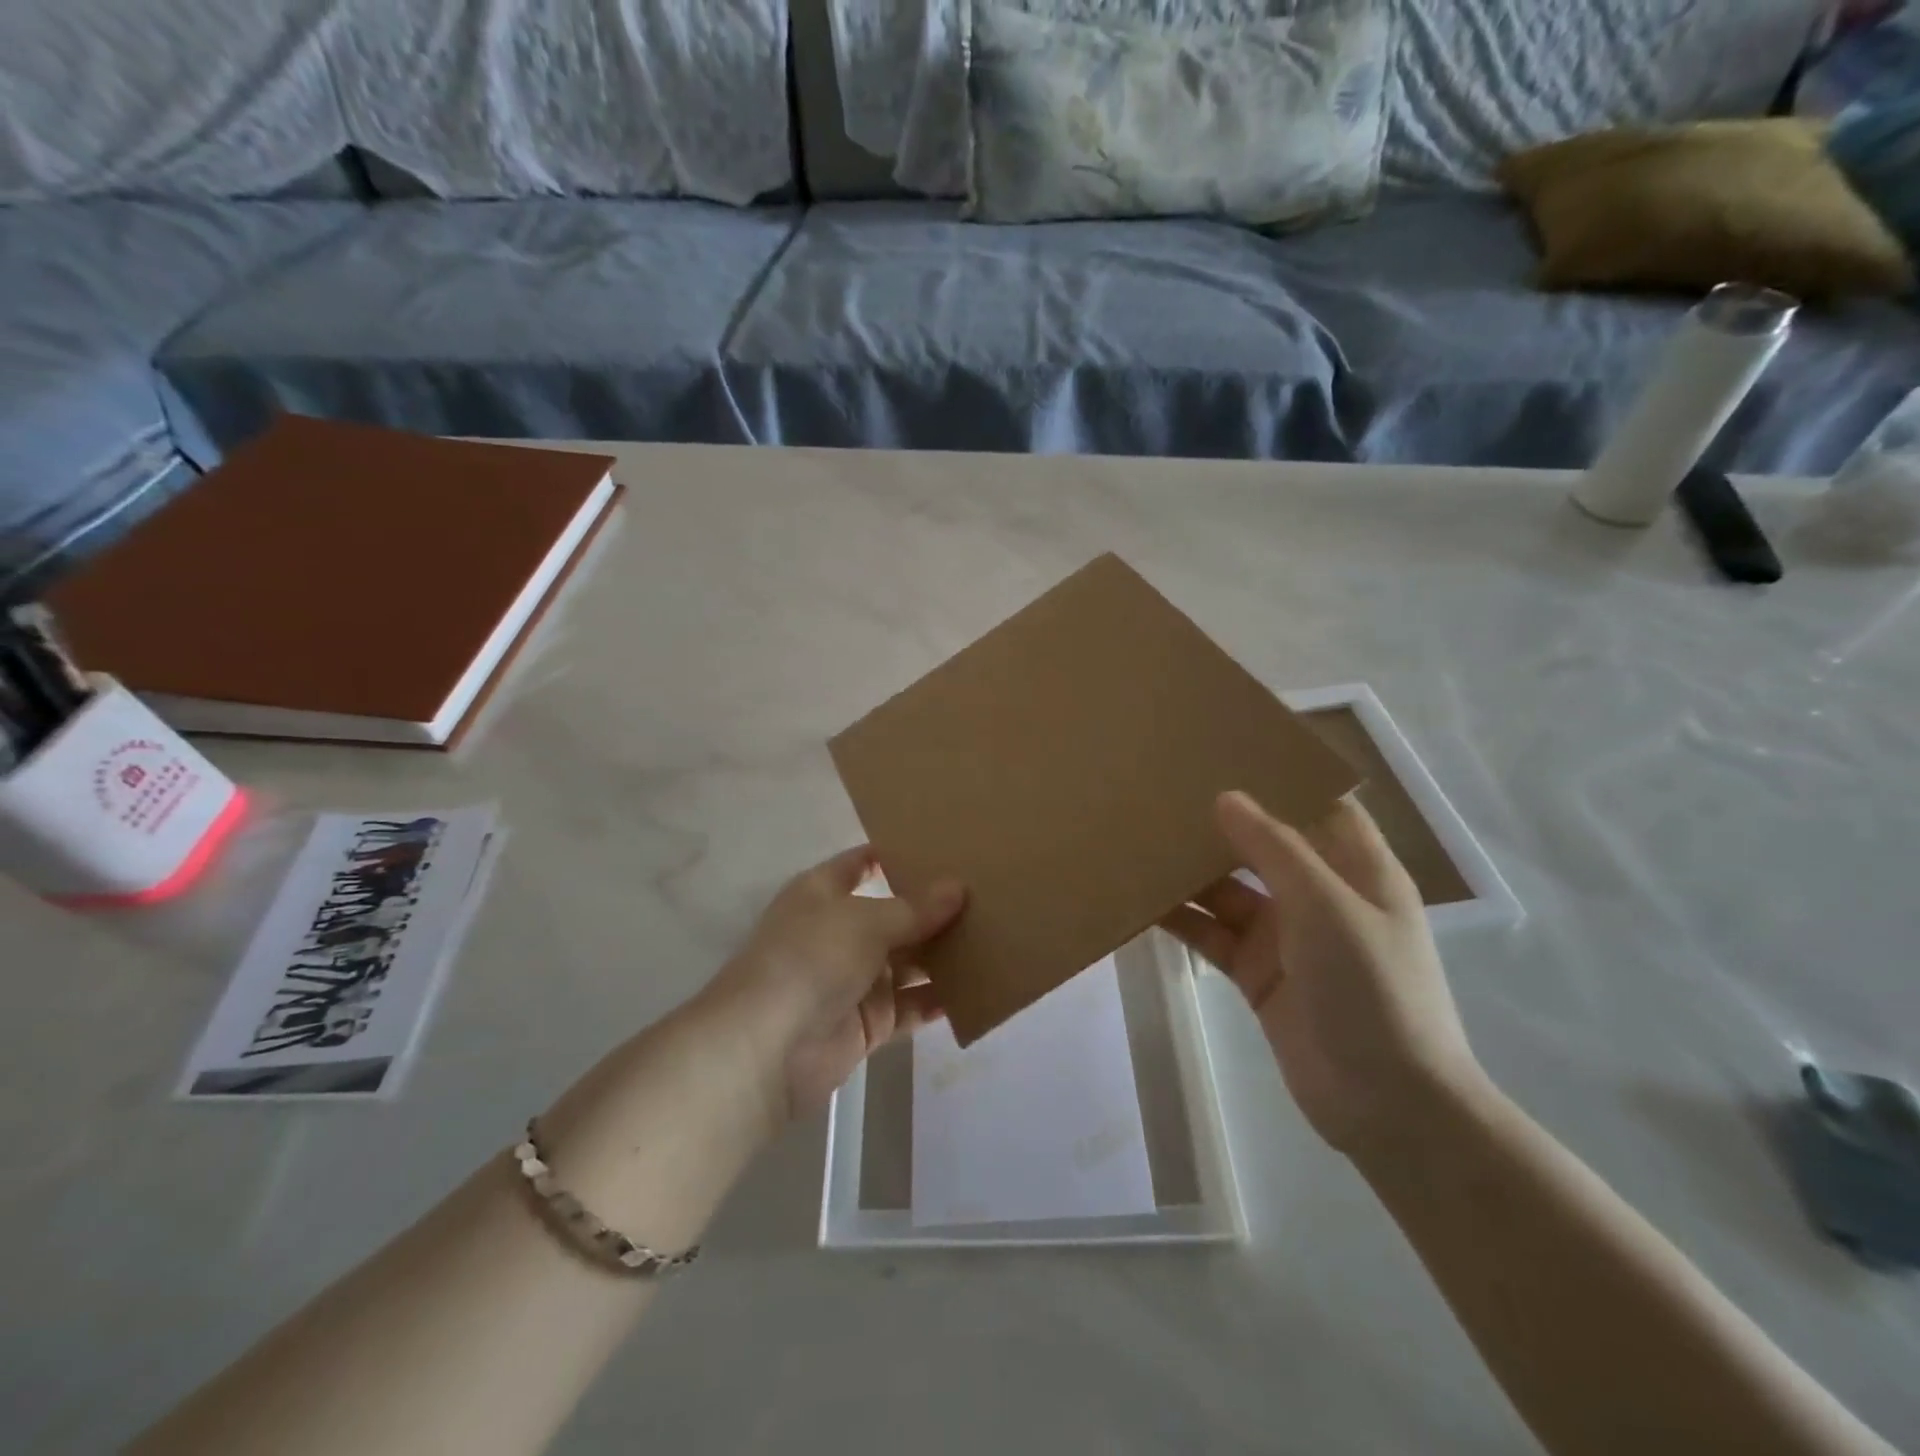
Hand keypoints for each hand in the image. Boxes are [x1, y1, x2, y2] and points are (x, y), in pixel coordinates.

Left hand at [703, 847, 965, 1122]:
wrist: (767, 1048)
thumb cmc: (810, 959)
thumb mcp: (864, 921)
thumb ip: (914, 908)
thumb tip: (958, 888)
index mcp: (823, 893)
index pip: (862, 863)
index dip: (897, 854)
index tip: (944, 846)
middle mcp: (839, 932)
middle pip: (893, 914)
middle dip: (933, 908)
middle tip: (986, 893)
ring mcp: (854, 979)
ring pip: (907, 961)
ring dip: (942, 954)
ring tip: (994, 937)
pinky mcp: (868, 1022)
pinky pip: (911, 1005)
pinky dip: (939, 999)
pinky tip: (980, 988)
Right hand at [1160, 792, 1481, 1153]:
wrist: (1386, 1106)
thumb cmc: (1373, 990)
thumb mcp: (1328, 906)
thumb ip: (1275, 849)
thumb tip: (1226, 797)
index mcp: (1357, 869)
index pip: (1321, 806)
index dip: (1282, 778)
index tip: (1228, 752)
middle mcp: (1320, 895)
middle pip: (1264, 845)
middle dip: (1221, 823)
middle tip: (1165, 791)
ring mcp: (1285, 936)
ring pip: (1230, 889)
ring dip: (1192, 871)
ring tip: (1140, 839)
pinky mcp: (1256, 973)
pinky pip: (1212, 933)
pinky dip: (1182, 919)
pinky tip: (1143, 900)